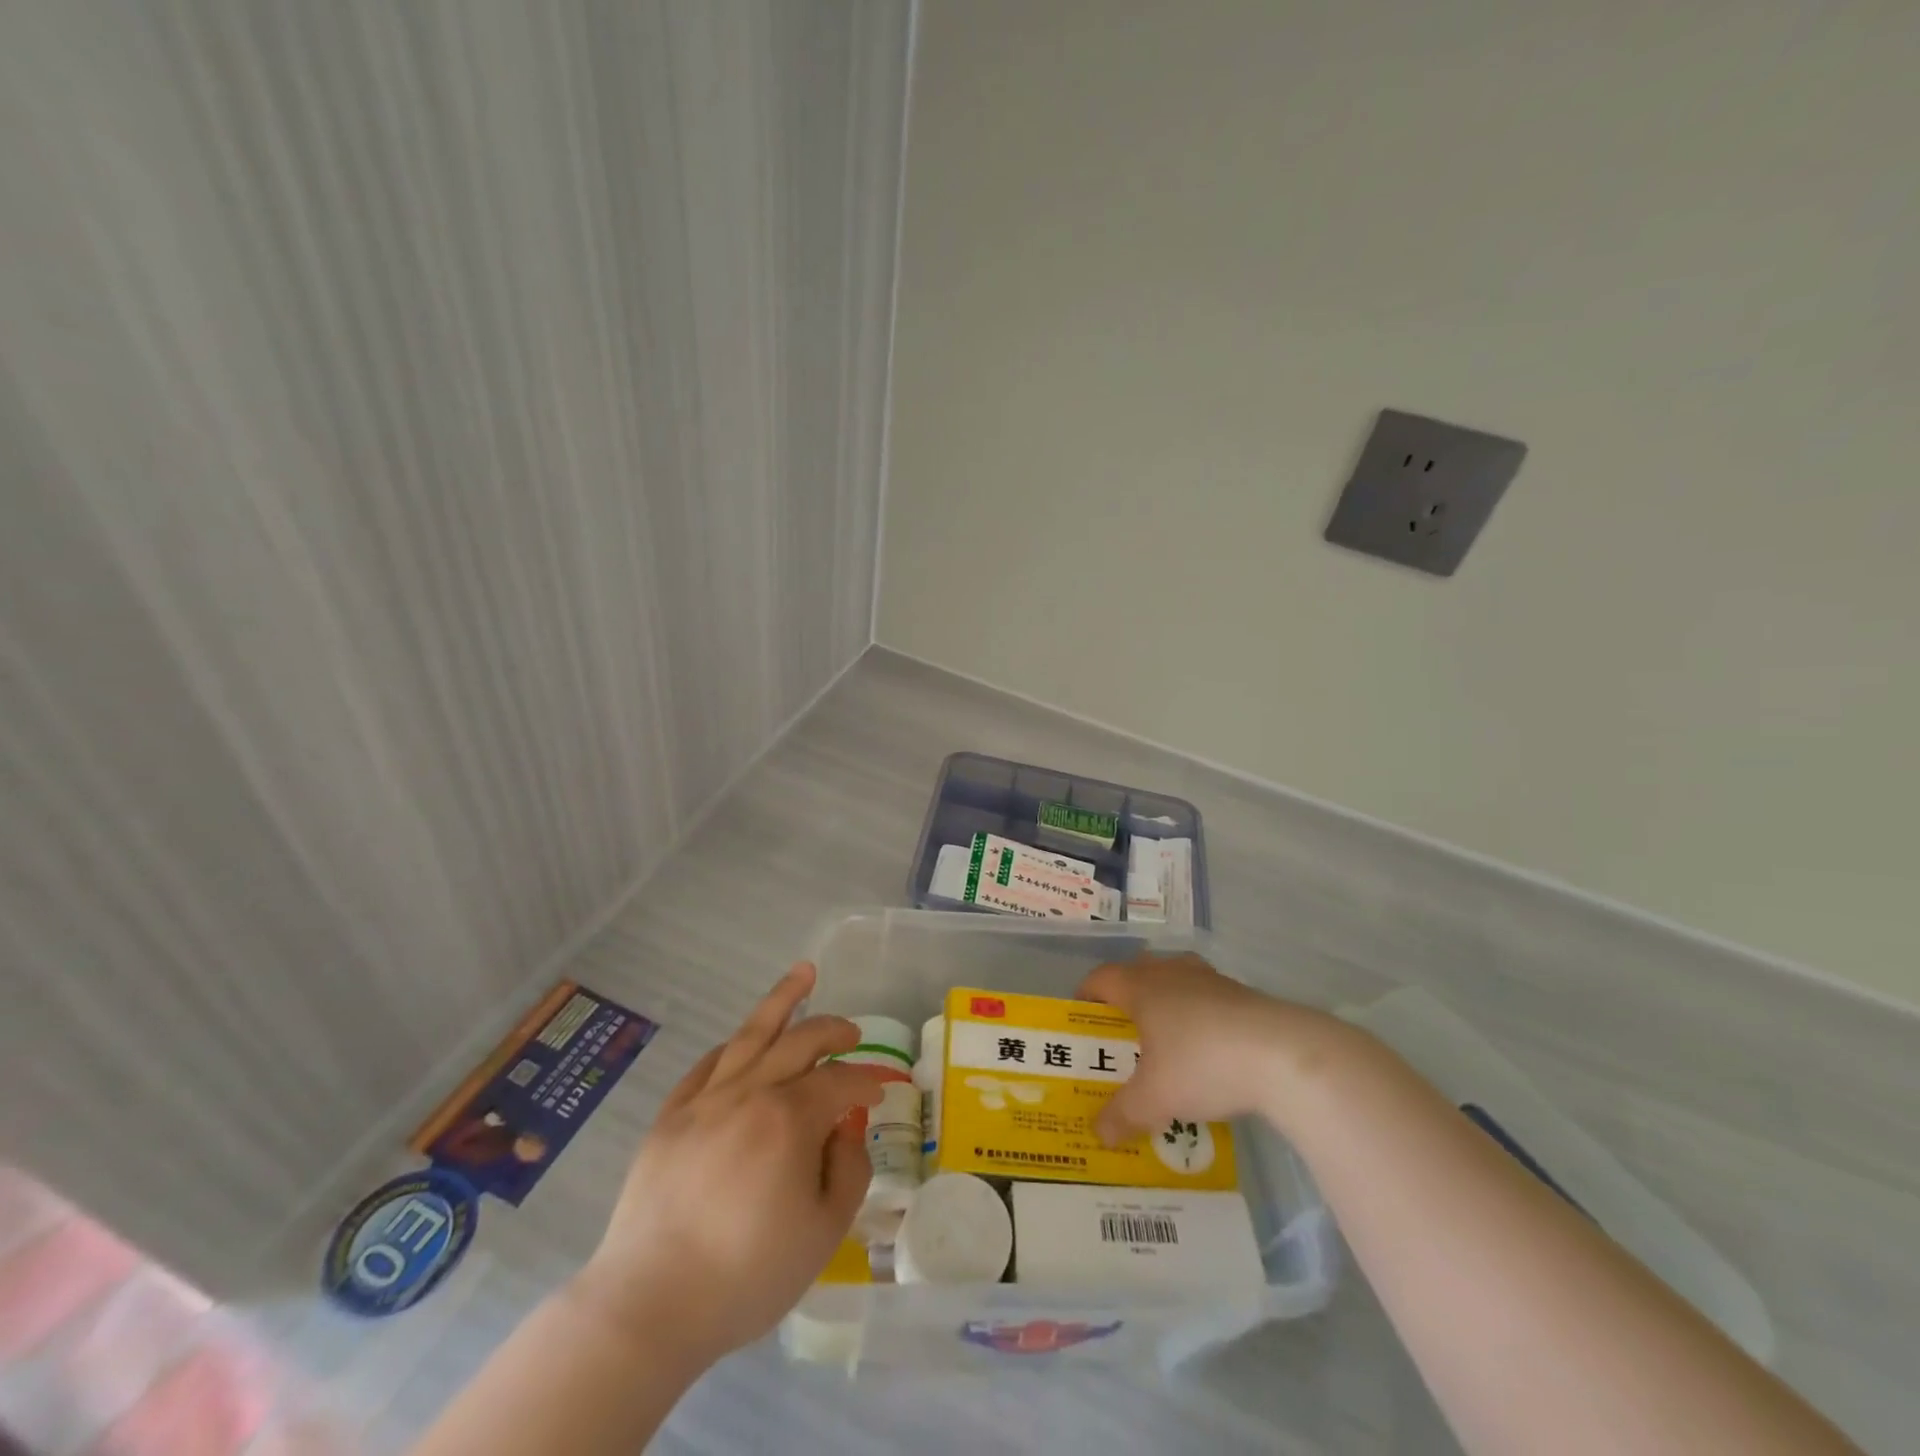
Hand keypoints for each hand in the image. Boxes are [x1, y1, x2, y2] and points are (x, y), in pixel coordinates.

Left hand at [570, 963, 880, 1368]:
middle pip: (800, 1041)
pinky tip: (741, 1042)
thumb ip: (848, 1172)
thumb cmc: (746, 1274)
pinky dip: (732, 1046)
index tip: (880, 1091)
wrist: (649, 1304)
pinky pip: (707, 1065)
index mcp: (791, 1118)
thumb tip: (846, 1132)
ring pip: (751, 1034)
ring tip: (804, 973)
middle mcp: (750, 1092)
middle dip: (833, 1031)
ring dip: (782, 1000)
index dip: (866, 1081)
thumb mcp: (823, 1234)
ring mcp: (706, 1100)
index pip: (840, 1082)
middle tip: (852, 1033)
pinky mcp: (670, 1116)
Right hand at [1077, 951, 1341, 1143]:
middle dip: (1125, 998)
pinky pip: (1206, 997)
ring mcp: (1210, 979)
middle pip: (1137, 972)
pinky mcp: (1242, 994)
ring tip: (1165, 1040)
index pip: (1101, 978)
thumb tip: (1098, 1134)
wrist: (1283, 1054)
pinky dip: (1198, 1016)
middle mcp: (1171, 973)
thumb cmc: (1202, 1064)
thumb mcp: (1155, 1099)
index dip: (1085, 995)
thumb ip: (1122, 1115)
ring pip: (1175, 980)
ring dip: (1165, 1002)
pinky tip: (1208, 1051)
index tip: (1080, 1019)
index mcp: (1141, 987)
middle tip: (1122, 1034)